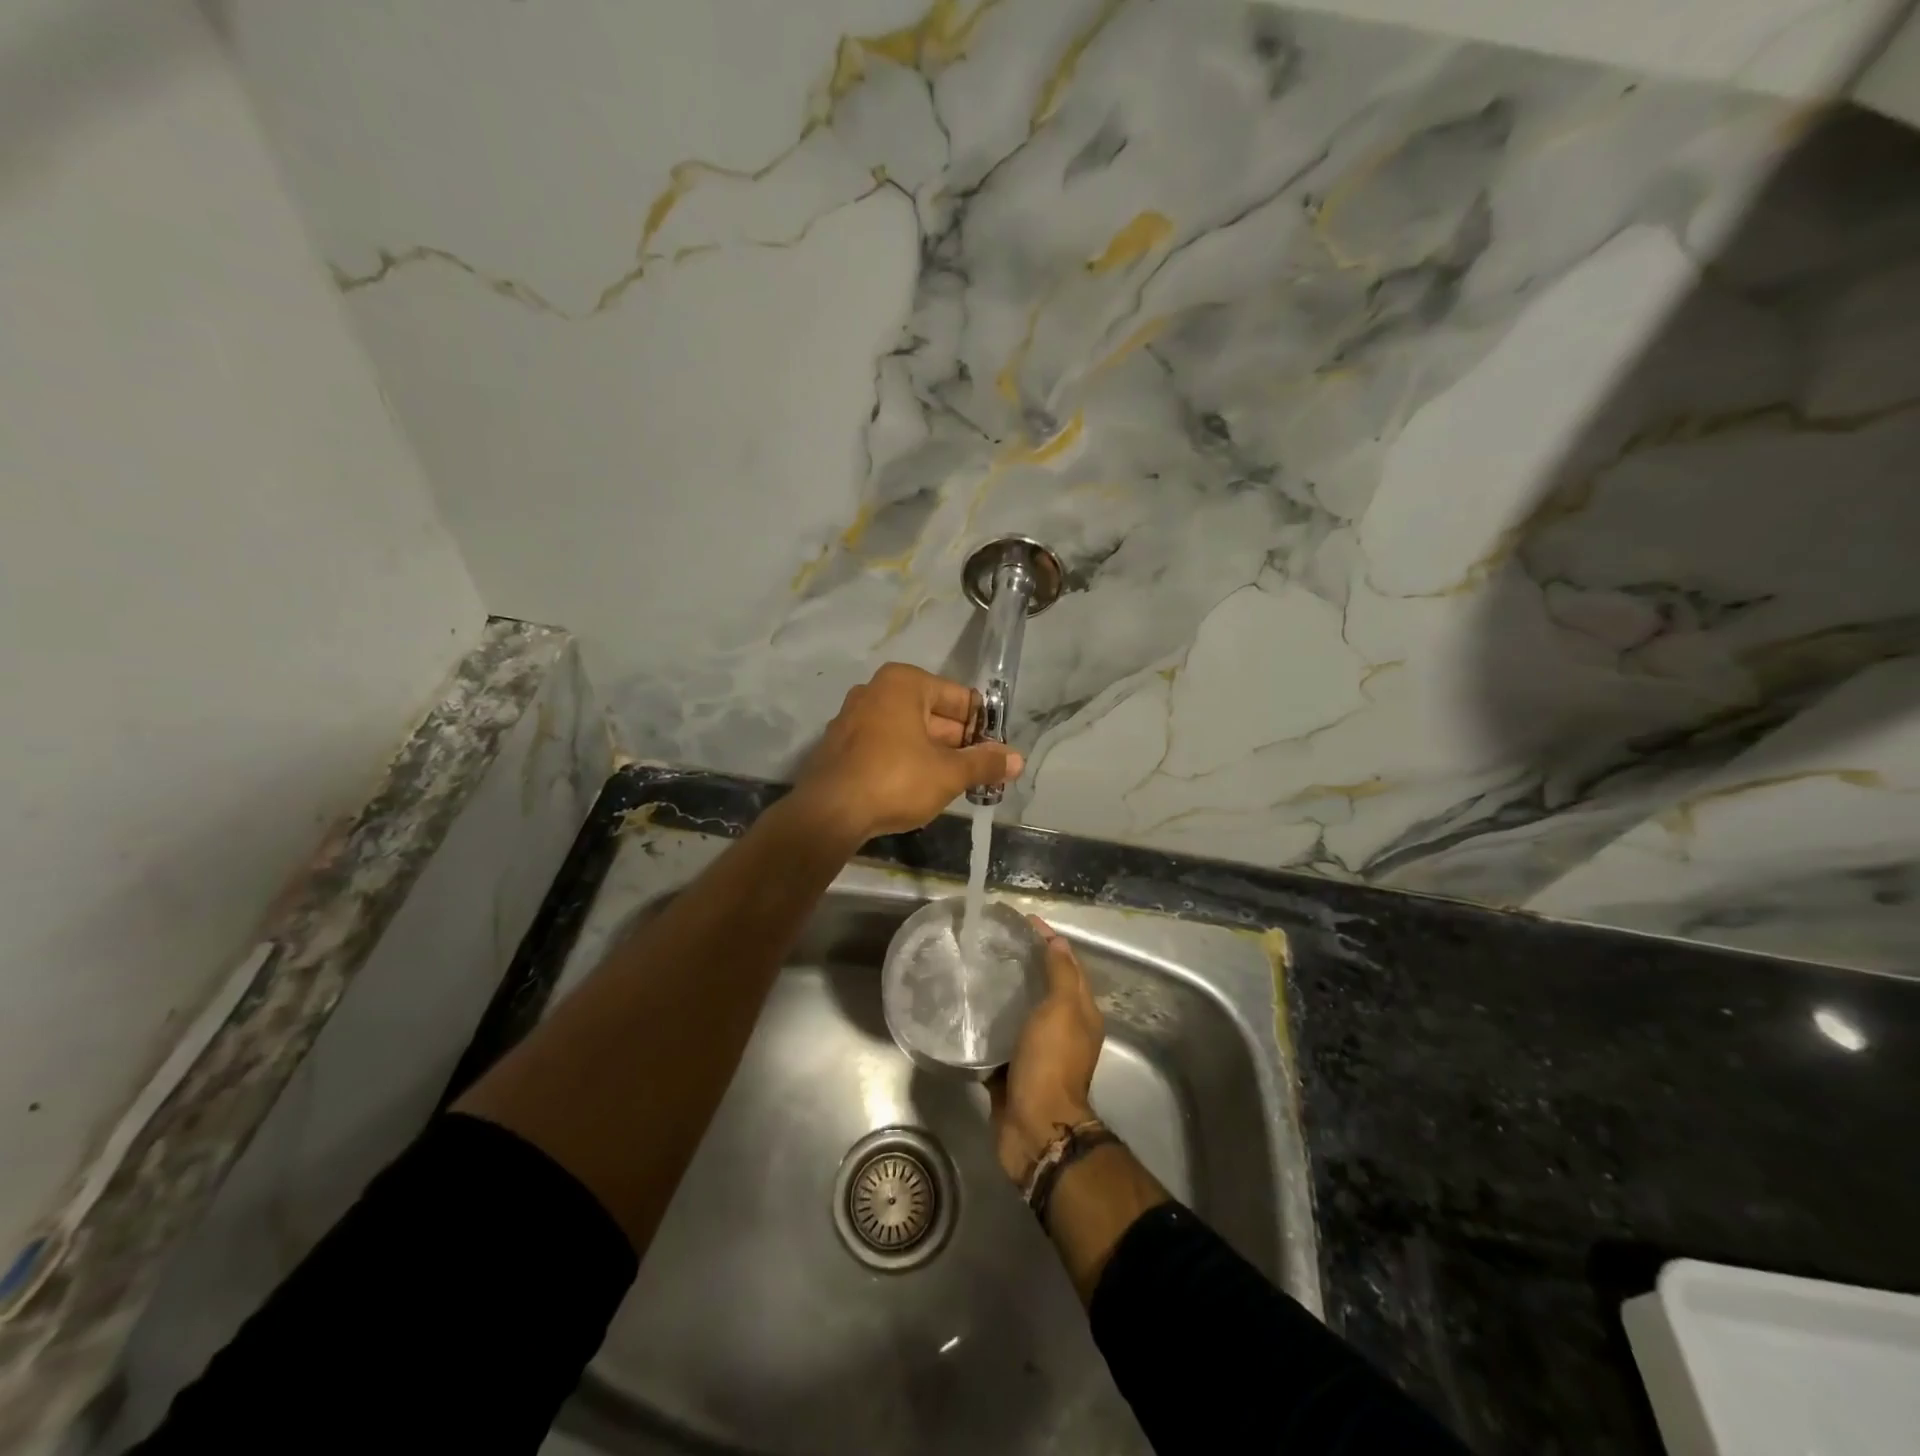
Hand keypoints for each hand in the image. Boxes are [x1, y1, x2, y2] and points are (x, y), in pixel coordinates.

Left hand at [793, 663, 1022, 840]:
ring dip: (934, 755)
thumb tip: (1018, 759)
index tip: (995, 756)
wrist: (829, 813)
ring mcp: (853, 717)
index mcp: (904, 683)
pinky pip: (886, 745)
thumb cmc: (896, 780)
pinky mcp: (841, 745)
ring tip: (955, 784)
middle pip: (934, 714)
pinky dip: (905, 760)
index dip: (982, 728)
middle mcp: (875, 690)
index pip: (960, 699)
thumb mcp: (949, 773)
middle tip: (980, 774)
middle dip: (959, 744)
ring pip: (909, 732)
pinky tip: (918, 788)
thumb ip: (985, 763)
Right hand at [991, 917, 1103, 1183]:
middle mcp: (1062, 1030)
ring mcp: (1037, 1051)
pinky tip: (966, 1010)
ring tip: (976, 969)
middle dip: (1024, 963)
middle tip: (993, 942)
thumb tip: (1056, 940)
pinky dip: (988, 1023)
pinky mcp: (1012, 1068)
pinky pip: (1000, 1038)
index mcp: (1081, 1013)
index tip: (1022, 921)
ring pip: (1020, 1011)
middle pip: (1044, 986)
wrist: (1034, 1127)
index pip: (1067, 964)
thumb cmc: (1051, 1062)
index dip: (1049, 940)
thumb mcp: (1062, 1009)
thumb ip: (1061, 974)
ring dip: (1004, 992)